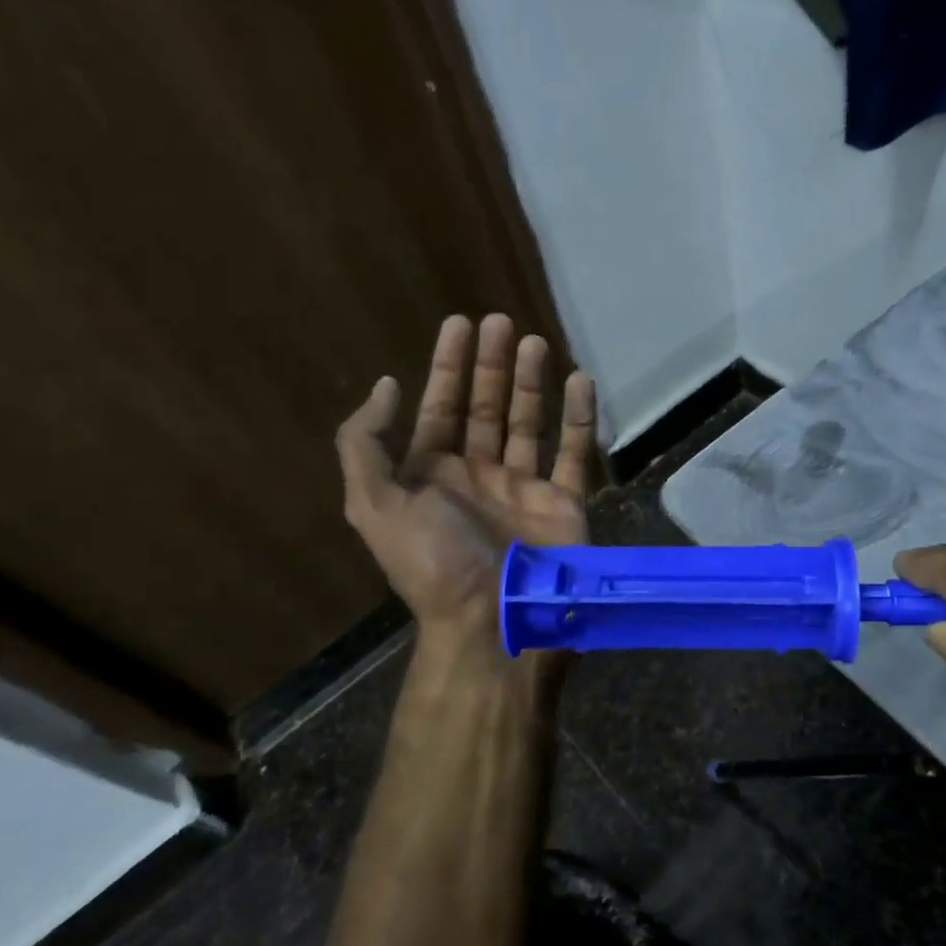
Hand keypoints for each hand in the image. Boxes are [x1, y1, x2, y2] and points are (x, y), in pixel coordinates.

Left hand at [335, 313, 596, 660]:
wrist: (496, 623)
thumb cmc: (434, 563)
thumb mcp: (375, 505)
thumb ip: (366, 443)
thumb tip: (386, 387)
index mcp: (431, 477)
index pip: (439, 409)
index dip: (446, 367)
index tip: (459, 324)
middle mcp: (477, 477)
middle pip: (486, 409)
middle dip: (490, 366)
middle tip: (500, 323)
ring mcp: (523, 489)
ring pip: (529, 424)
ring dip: (531, 383)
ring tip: (536, 342)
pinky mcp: (565, 502)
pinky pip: (574, 452)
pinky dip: (578, 417)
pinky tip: (579, 381)